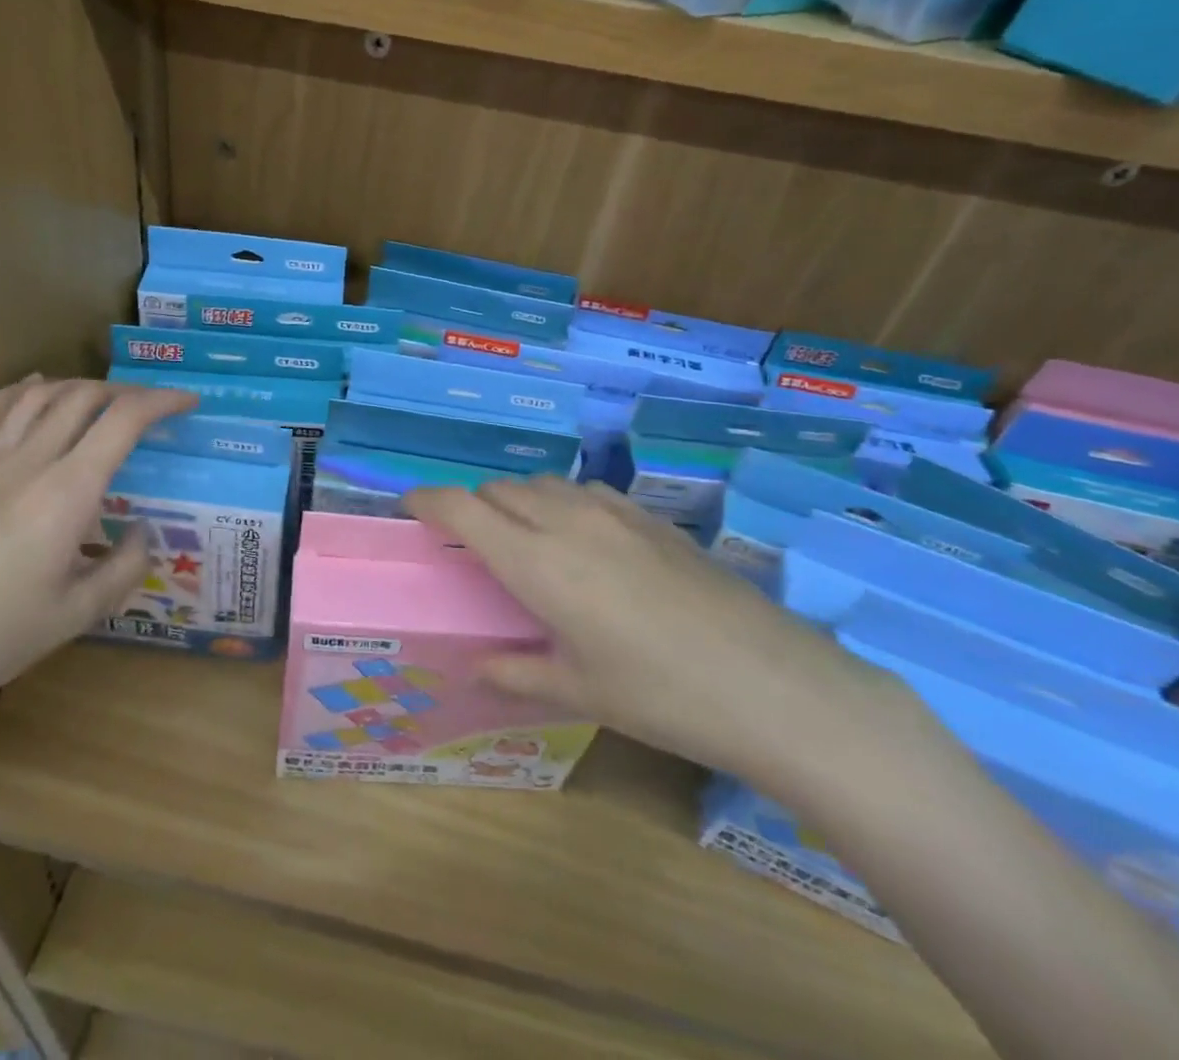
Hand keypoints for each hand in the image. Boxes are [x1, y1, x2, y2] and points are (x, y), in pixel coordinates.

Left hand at [0, 377, 194, 744]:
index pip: (124, 420)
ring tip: (102, 398)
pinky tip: (32, 389)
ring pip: (38, 396)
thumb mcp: (79, 613)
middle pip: (83, 396)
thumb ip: (126, 567)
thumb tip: (143, 532)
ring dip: (78, 386)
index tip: (189, 403)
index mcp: (68, 492)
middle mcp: (29, 461)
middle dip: (126, 392)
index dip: (163, 401)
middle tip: (151, 409)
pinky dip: (20, 391)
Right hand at [403, 477, 920, 805]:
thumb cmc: (659, 695)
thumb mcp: (578, 691)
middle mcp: (567, 521)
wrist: (770, 682)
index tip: (409, 507)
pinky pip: (585, 492)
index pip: (462, 508)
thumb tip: (476, 665)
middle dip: (474, 505)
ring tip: (525, 540)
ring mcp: (613, 512)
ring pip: (543, 483)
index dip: (427, 500)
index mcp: (536, 562)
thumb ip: (515, 672)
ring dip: (518, 501)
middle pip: (500, 489)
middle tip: (472, 544)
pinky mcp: (650, 516)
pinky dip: (562, 503)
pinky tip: (582, 543)